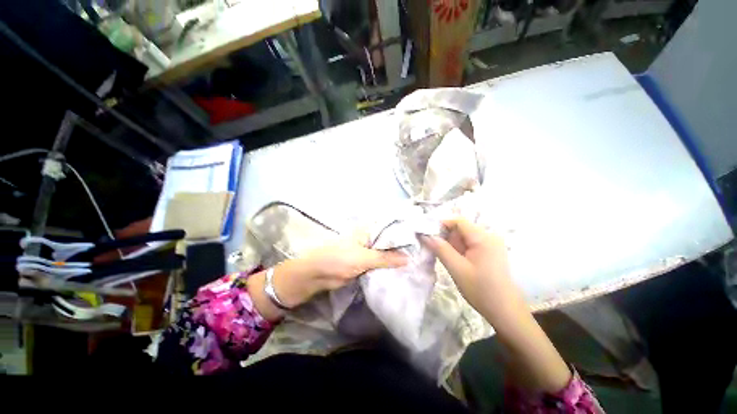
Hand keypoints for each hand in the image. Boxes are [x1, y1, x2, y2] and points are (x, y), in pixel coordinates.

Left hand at [247, 240, 406, 320]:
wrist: (317, 275)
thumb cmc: (338, 259)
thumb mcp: (363, 258)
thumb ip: (385, 258)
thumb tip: (408, 258)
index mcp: (368, 231)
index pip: (390, 227)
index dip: (404, 230)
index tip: (421, 235)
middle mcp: (369, 239)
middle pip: (389, 241)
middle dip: (403, 246)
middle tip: (423, 251)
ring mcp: (367, 251)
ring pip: (385, 253)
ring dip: (397, 257)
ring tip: (418, 260)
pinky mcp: (365, 263)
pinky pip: (380, 263)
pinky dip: (389, 266)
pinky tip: (402, 270)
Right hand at [420, 218, 512, 316]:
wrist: (505, 311)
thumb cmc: (481, 290)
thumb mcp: (457, 269)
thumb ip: (440, 249)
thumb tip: (425, 235)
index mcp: (483, 238)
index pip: (458, 221)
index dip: (441, 224)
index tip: (427, 234)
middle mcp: (488, 236)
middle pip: (461, 228)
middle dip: (445, 236)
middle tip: (432, 247)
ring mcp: (490, 244)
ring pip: (463, 237)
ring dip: (451, 244)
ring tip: (442, 255)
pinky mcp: (489, 252)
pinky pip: (469, 244)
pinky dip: (458, 249)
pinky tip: (453, 259)